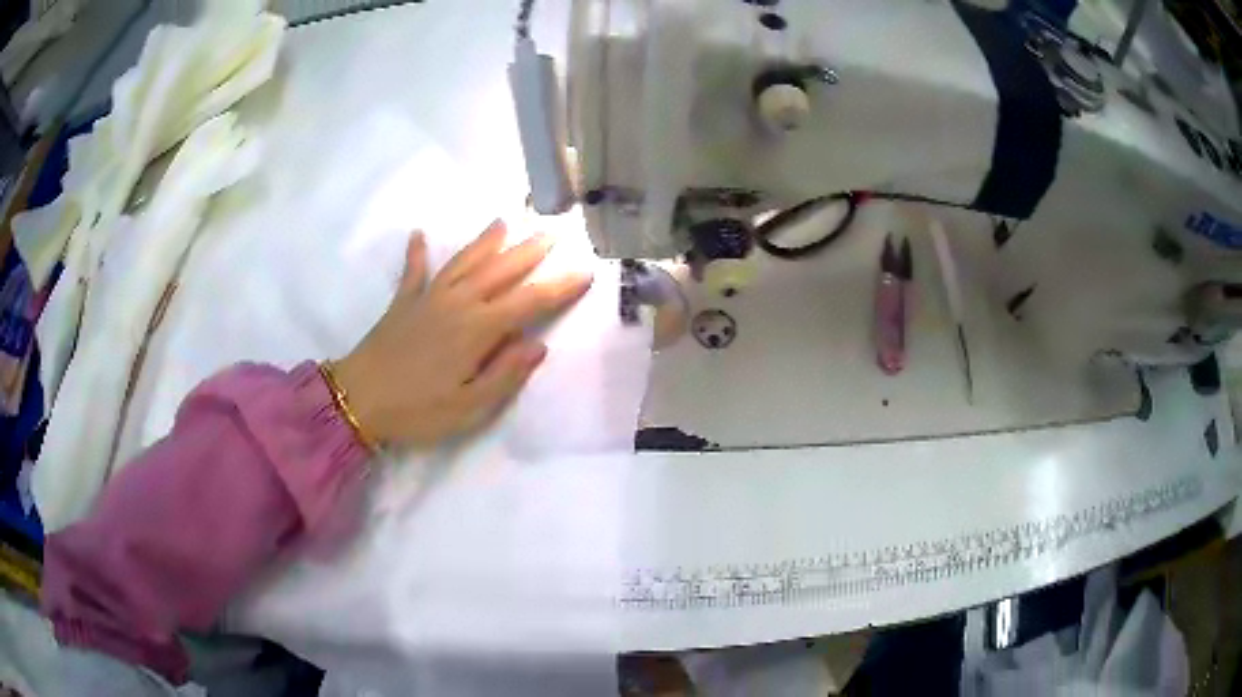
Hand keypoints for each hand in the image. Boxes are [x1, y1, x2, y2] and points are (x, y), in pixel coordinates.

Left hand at [332, 220, 592, 447]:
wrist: (358, 400)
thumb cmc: (418, 410)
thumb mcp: (469, 407)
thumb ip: (505, 374)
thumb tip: (537, 346)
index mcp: (477, 329)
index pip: (528, 302)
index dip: (559, 288)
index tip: (584, 272)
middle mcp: (457, 303)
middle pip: (499, 271)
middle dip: (528, 252)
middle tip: (551, 233)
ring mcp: (427, 298)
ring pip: (464, 262)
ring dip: (485, 242)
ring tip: (503, 223)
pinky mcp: (402, 302)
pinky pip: (413, 271)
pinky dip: (416, 253)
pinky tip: (418, 235)